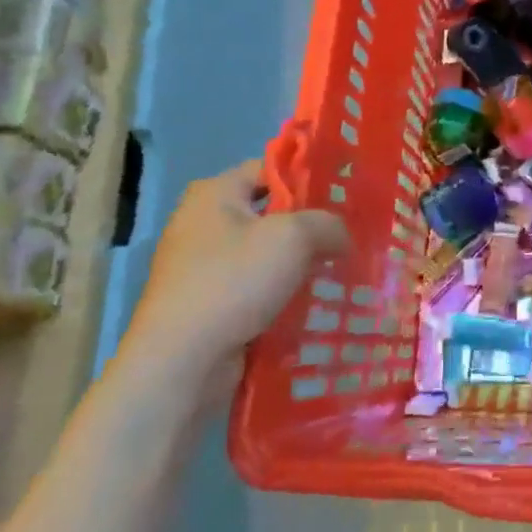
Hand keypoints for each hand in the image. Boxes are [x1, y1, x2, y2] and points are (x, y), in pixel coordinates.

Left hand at [120, 161, 348, 396]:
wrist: (182, 362)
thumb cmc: (234, 282)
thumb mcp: (294, 237)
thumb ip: (328, 223)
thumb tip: (341, 236)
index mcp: (215, 194)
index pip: (271, 168)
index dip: (309, 177)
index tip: (345, 194)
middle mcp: (203, 223)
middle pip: (271, 212)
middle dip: (310, 224)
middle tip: (350, 234)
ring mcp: (202, 266)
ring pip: (266, 253)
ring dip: (300, 262)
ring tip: (340, 268)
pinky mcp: (208, 303)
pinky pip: (256, 286)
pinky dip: (283, 291)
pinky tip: (314, 301)